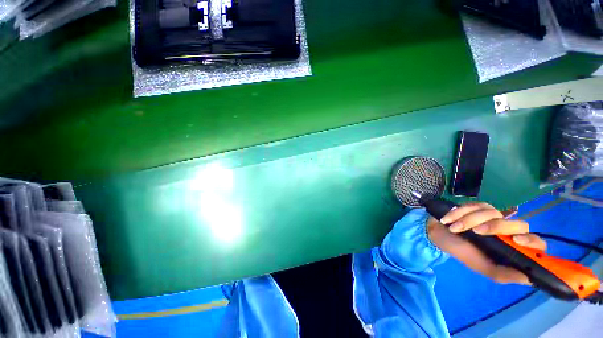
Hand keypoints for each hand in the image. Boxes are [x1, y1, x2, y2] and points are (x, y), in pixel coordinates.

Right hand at [427, 203, 546, 284]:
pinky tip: (449, 220)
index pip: (537, 243)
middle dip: (496, 226)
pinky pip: (476, 205)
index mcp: (513, 248)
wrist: (439, 234)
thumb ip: (503, 274)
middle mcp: (509, 231)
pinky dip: (460, 212)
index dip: (531, 241)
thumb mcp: (482, 267)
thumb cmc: (462, 252)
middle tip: (476, 231)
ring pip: (493, 212)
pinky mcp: (480, 207)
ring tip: (454, 228)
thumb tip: (529, 278)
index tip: (516, 240)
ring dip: (469, 220)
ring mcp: (495, 217)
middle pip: (518, 224)